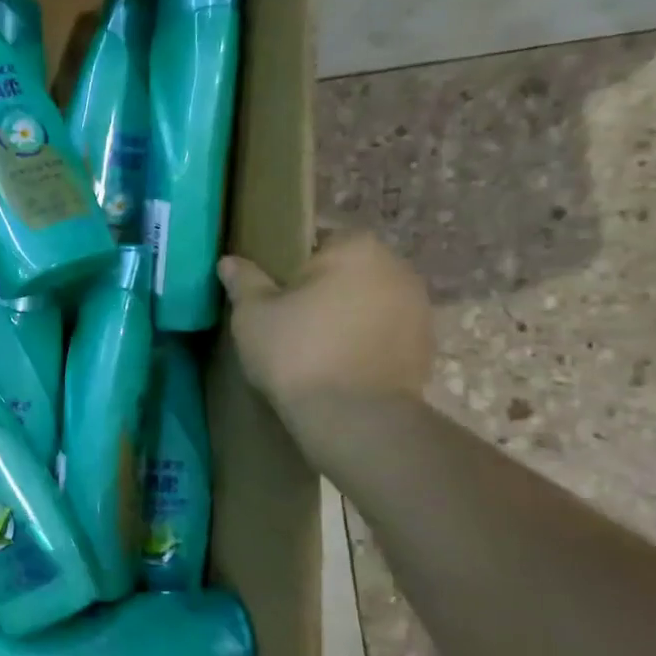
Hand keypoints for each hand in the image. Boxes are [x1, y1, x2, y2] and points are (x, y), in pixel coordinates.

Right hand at [218, 234, 433, 416]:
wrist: (355, 417)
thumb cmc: (297, 352)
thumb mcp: (252, 314)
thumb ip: (243, 281)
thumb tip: (230, 261)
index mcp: (355, 248)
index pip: (318, 238)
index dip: (289, 261)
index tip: (270, 288)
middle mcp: (396, 267)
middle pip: (347, 269)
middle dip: (321, 287)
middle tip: (286, 316)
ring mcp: (418, 307)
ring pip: (367, 300)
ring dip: (345, 313)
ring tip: (312, 343)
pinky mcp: (425, 345)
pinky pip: (383, 330)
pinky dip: (363, 339)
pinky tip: (337, 363)